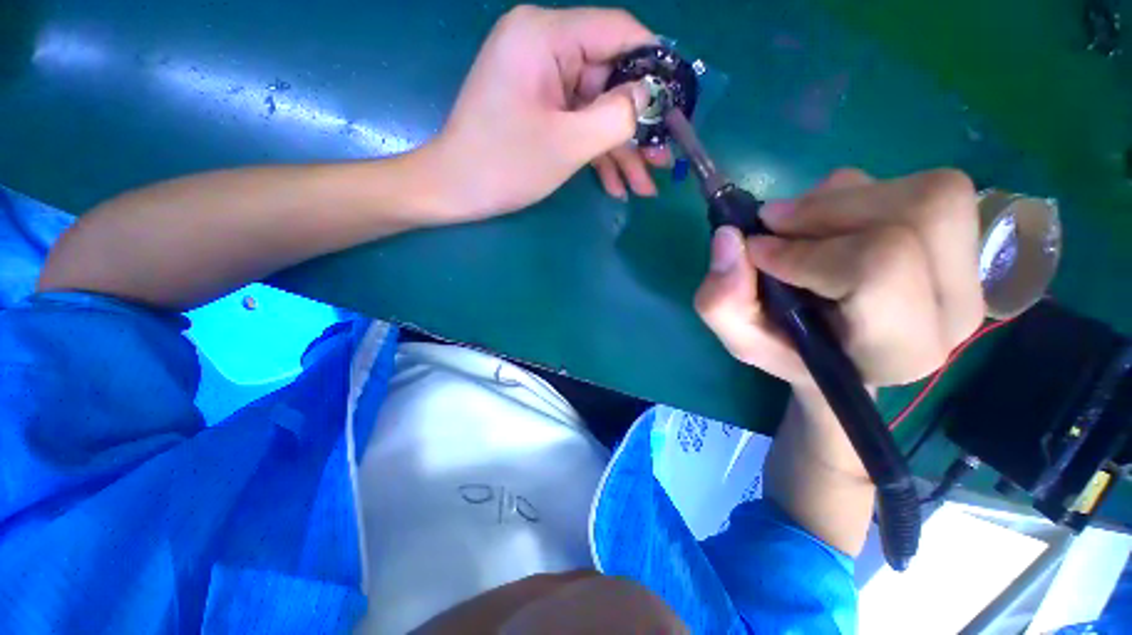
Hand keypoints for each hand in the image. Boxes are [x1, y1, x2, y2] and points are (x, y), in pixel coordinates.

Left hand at [418, 6, 668, 222]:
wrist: (454, 191)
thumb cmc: (504, 165)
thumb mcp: (568, 143)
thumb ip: (617, 115)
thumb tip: (654, 96)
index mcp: (545, 36)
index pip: (618, 33)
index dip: (654, 68)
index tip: (678, 104)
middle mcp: (543, 48)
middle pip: (609, 81)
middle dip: (637, 129)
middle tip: (662, 164)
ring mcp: (540, 82)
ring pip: (596, 110)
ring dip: (620, 151)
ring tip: (644, 187)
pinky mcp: (538, 108)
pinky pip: (577, 124)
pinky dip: (596, 154)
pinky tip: (615, 186)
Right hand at [694, 168, 983, 392]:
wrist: (838, 352)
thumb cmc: (790, 352)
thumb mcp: (742, 338)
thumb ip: (722, 301)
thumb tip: (729, 236)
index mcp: (901, 349)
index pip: (879, 267)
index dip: (807, 251)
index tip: (757, 252)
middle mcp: (954, 309)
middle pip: (920, 214)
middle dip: (830, 208)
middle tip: (774, 221)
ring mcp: (968, 271)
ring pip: (928, 193)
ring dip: (843, 197)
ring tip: (801, 225)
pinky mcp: (965, 241)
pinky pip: (920, 186)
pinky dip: (857, 193)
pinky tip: (828, 224)